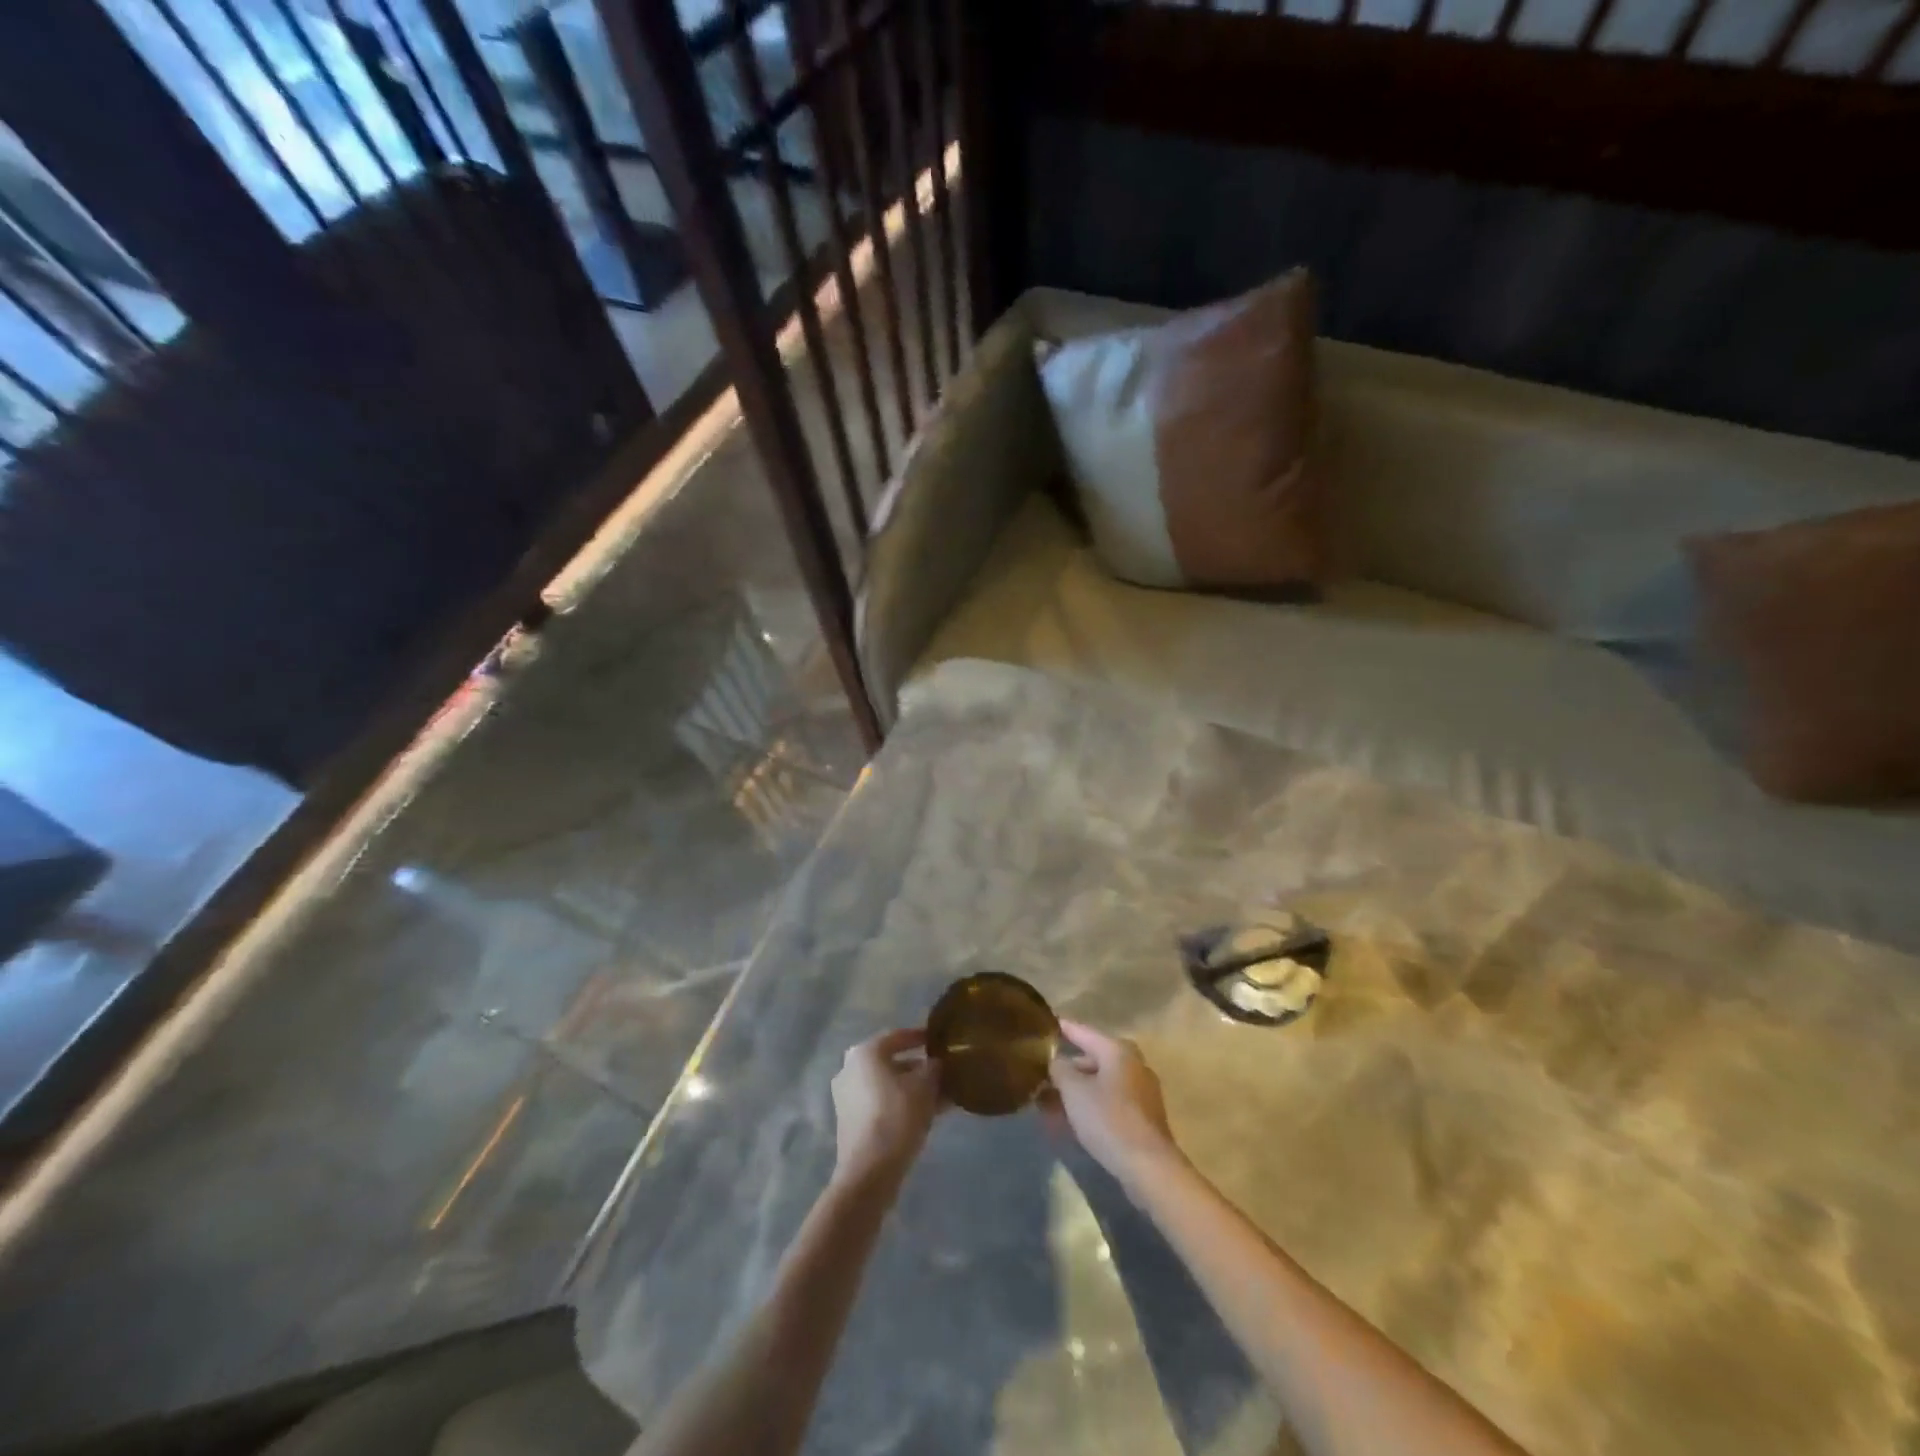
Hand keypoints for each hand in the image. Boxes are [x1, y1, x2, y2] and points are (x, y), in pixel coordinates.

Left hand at [830, 1027, 941, 1186]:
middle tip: (943, 1072)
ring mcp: (847, 1096)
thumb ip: (934, 1068)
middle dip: (919, 1068)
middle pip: (892, 1062)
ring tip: (942, 1096)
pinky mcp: (850, 1121)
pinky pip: (882, 1103)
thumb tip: (937, 1063)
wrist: (869, 1172)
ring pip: (888, 1085)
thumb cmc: (897, 1116)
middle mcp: (851, 1069)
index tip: (939, 1040)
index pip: (898, 1036)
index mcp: (865, 1052)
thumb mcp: (925, 1086)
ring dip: (913, 1089)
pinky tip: (927, 1114)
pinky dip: (902, 1104)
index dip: (920, 1037)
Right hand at [1043, 1021, 1183, 1191]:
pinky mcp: (1143, 1116)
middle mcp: (1133, 1064)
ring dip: (1075, 1090)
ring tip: (1049, 1101)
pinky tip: (1071, 1119)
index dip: (1061, 1028)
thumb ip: (1059, 1069)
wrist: (1148, 1167)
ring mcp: (1141, 1090)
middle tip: (1041, 1073)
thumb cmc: (1108, 1119)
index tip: (1043, 1025)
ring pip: (1100, 1082)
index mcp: (1117, 1050)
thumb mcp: (1074, 1090)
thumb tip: (1055, 1060)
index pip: (1082, 1031)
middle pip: (1092, 1058)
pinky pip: (1109, 1100)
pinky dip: (1090, 1104)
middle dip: (1066, 1068)